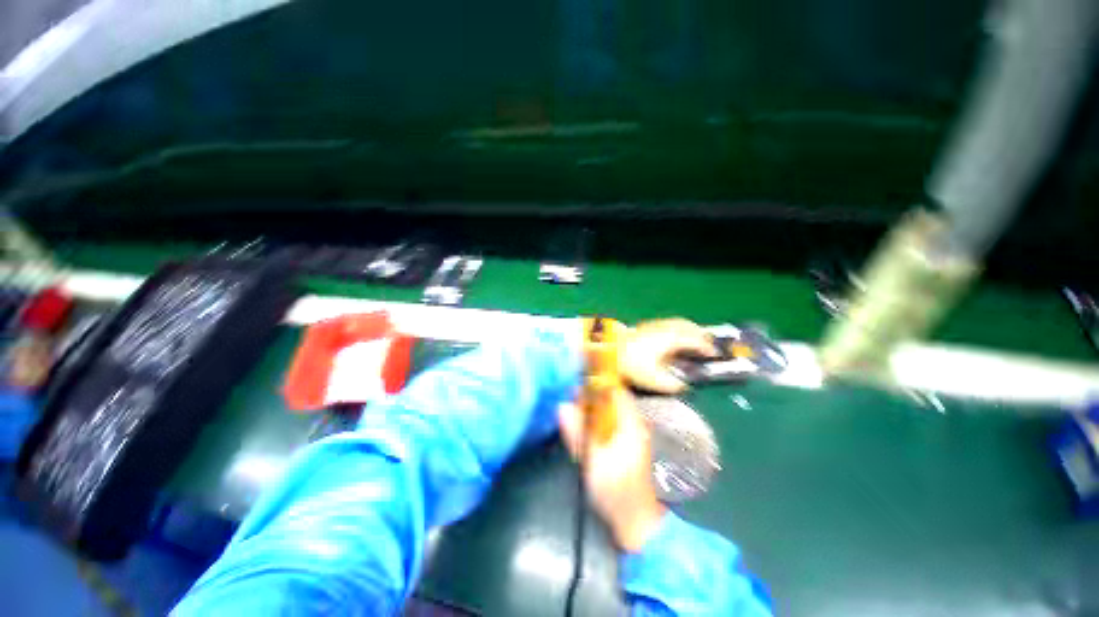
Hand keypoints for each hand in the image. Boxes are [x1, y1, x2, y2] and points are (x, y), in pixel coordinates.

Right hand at [558, 388, 665, 552]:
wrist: (640, 525)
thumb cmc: (617, 494)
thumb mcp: (593, 463)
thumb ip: (578, 433)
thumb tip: (562, 406)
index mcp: (630, 423)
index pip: (615, 390)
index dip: (595, 383)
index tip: (575, 383)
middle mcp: (634, 423)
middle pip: (611, 398)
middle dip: (590, 395)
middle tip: (568, 399)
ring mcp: (633, 434)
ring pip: (610, 410)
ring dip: (592, 408)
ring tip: (572, 411)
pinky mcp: (629, 445)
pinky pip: (611, 423)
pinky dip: (597, 421)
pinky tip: (584, 428)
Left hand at [620, 318, 716, 392]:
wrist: (608, 349)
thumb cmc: (631, 364)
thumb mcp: (653, 380)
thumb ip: (671, 385)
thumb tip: (682, 386)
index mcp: (670, 340)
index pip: (695, 340)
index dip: (707, 348)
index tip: (715, 355)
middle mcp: (664, 329)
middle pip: (688, 326)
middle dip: (700, 334)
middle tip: (708, 344)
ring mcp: (653, 326)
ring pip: (677, 322)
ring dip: (688, 329)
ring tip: (693, 339)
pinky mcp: (644, 327)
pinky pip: (667, 324)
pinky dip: (676, 328)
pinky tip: (672, 337)